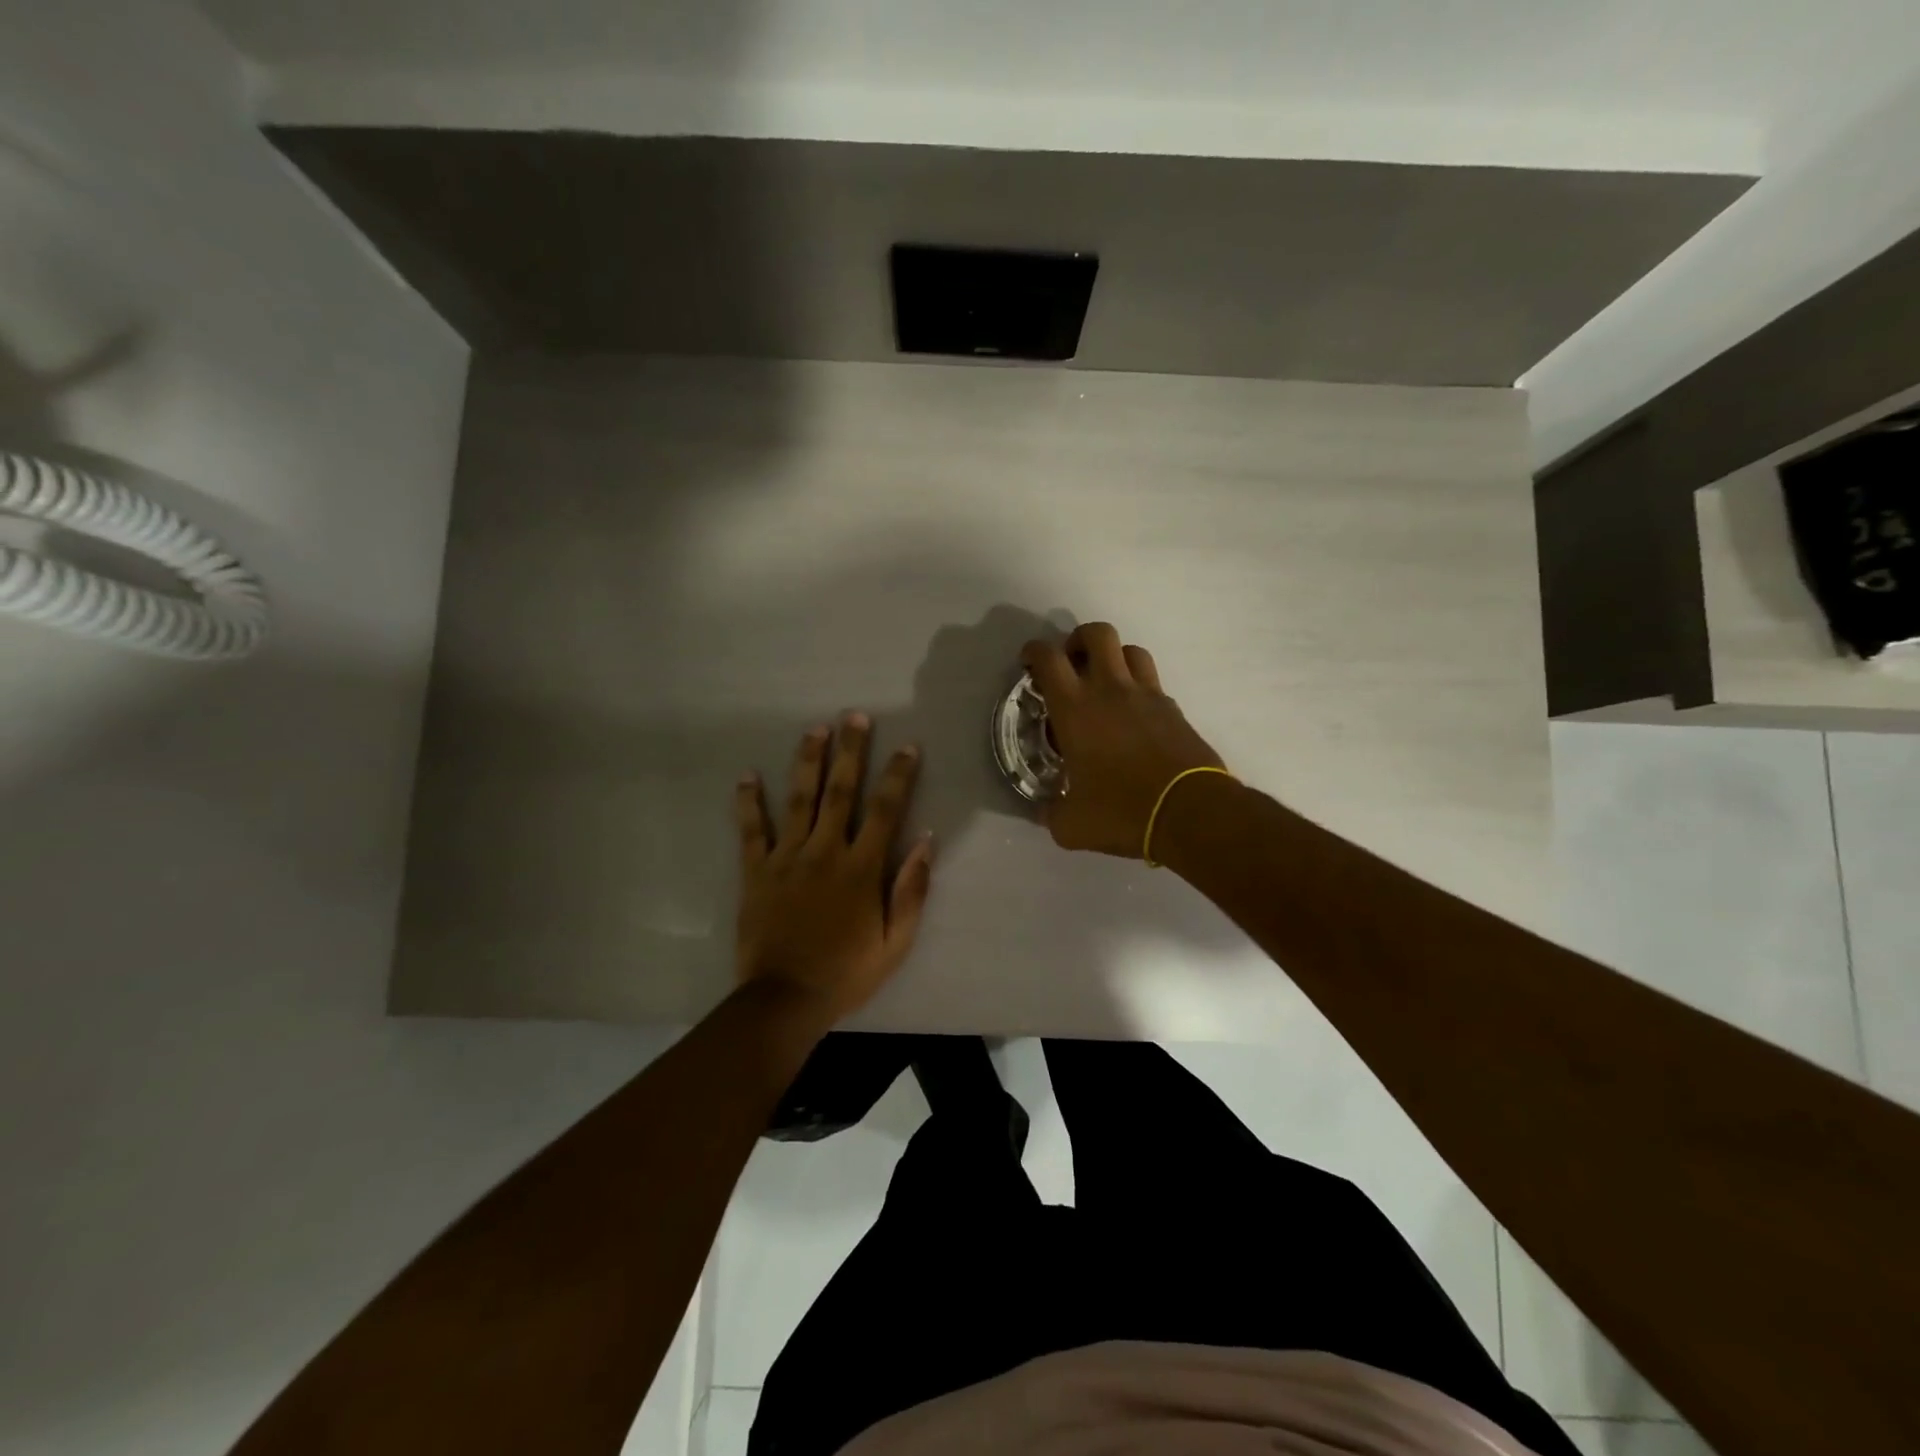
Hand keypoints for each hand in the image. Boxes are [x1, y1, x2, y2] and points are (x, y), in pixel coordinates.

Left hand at [734, 713, 935, 1027]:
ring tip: (815, 729)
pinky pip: (751, 831)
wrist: (785, 999)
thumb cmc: (847, 972)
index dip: (897, 775)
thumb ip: (912, 889)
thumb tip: (926, 841)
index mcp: (861, 868)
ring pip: (799, 799)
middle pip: (841, 791)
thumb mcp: (896, 941)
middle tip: (854, 716)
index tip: (907, 746)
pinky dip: (748, 802)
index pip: (885, 810)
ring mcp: (787, 858)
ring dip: (808, 761)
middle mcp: (825, 851)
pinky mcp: (756, 872)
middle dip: (851, 751)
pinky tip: (747, 775)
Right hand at [1021, 624, 1225, 857]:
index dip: (1034, 652)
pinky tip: (1133, 715)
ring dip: (1113, 658)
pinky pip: (1152, 682)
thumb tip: (1045, 811)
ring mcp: (1147, 695)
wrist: (1190, 811)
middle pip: (1096, 633)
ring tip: (1105, 683)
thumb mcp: (1071, 824)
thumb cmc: (1122, 811)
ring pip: (1131, 649)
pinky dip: (1138, 687)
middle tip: (1071, 665)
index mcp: (1075, 709)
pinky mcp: (1174, 709)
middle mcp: (1110, 690)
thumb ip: (1051, 812)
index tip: (1029, 662)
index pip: (1049, 659)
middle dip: (1078, 640)